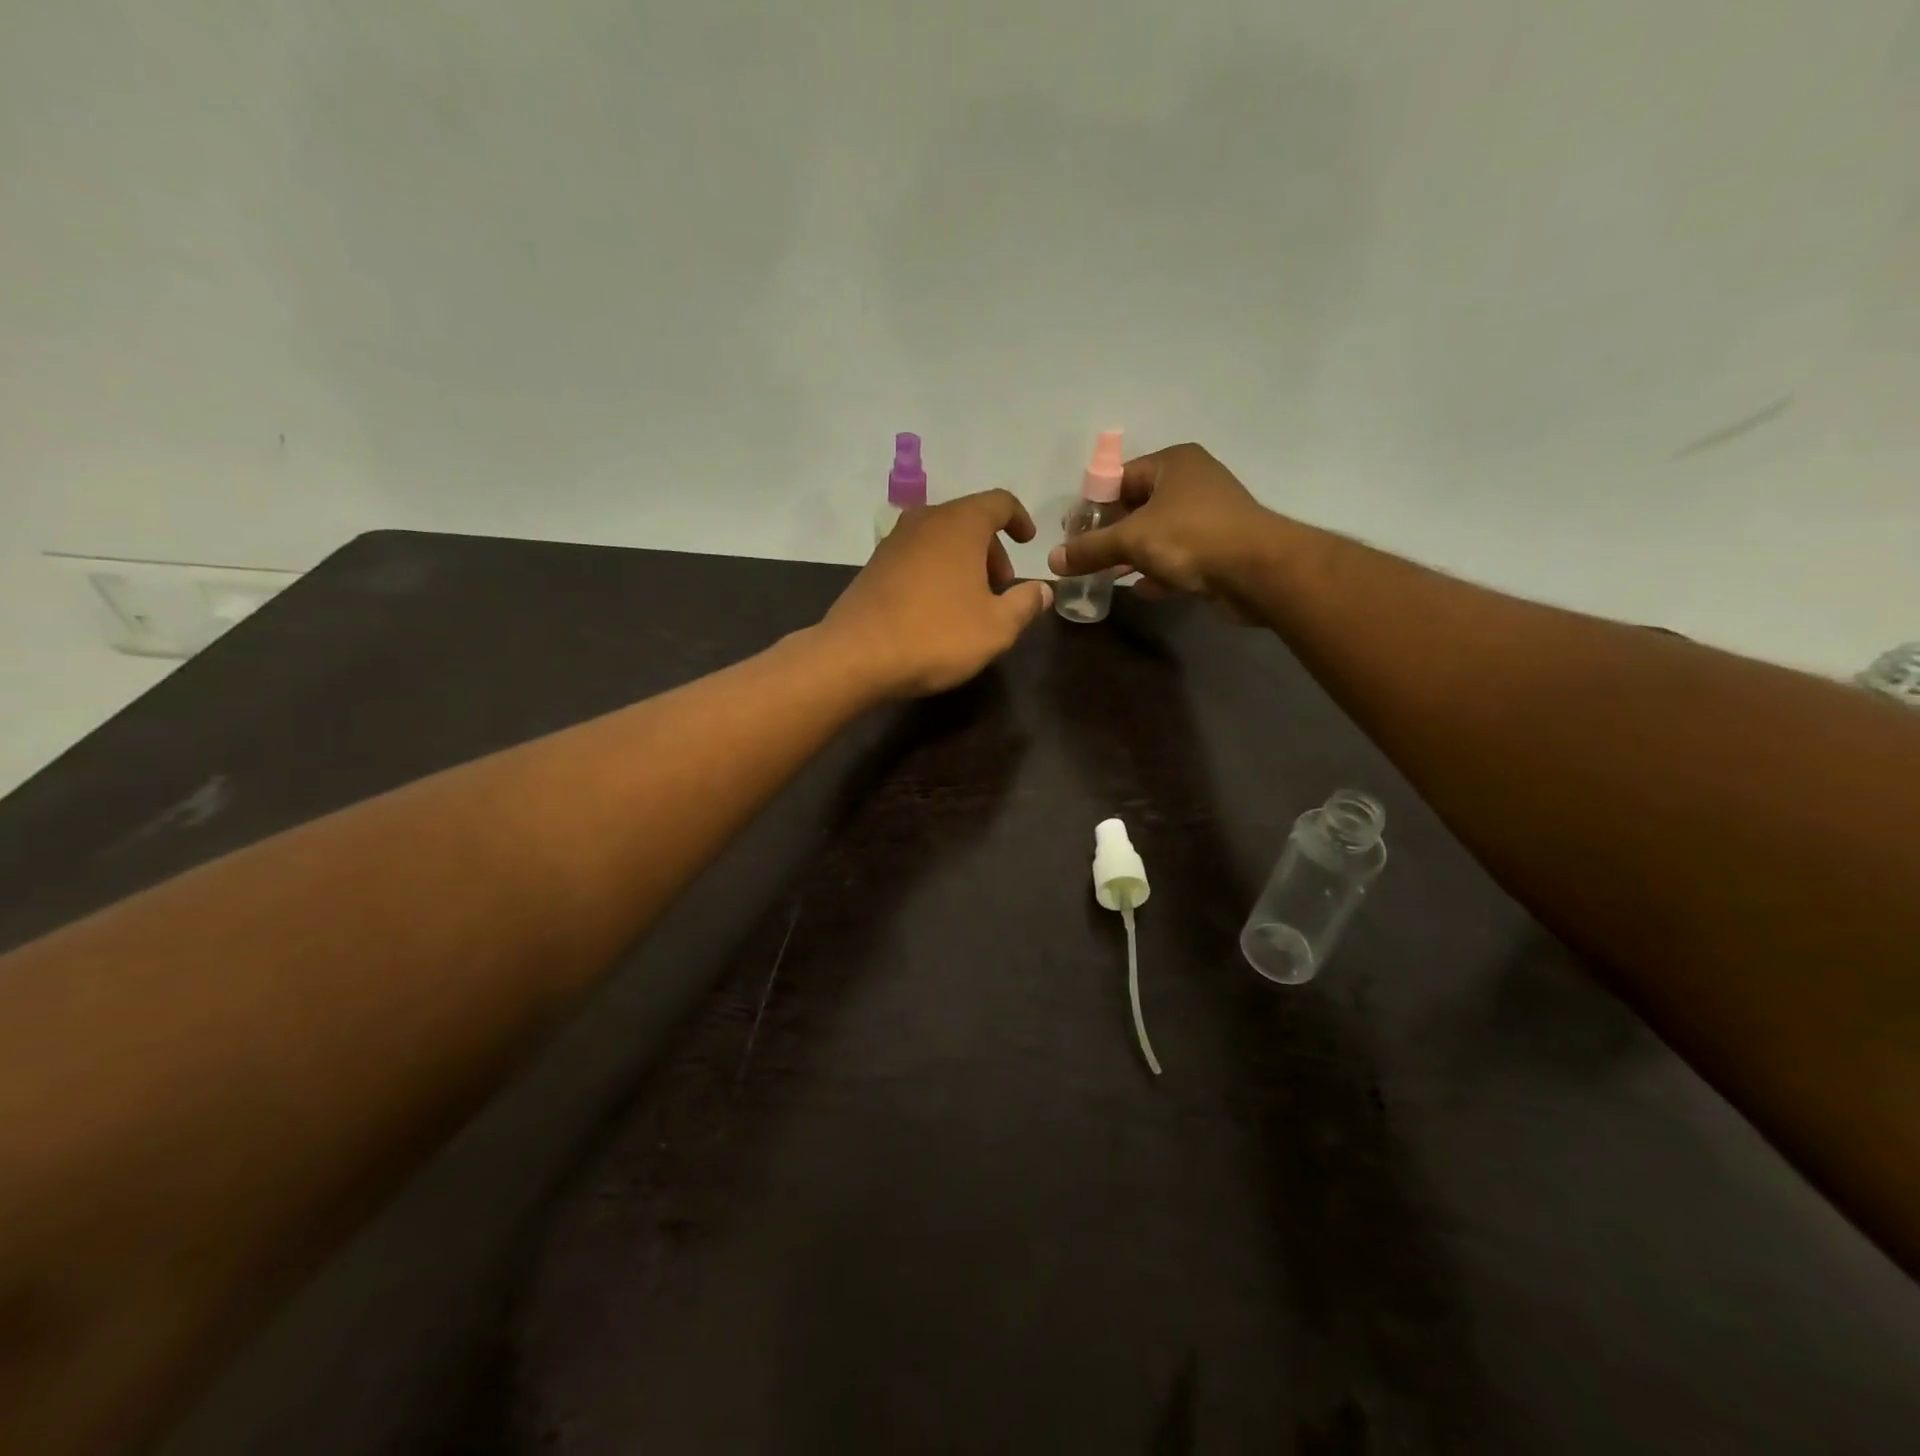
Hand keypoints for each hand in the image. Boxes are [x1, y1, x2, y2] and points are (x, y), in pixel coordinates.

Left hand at [822, 490, 1053, 698]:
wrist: (856, 656)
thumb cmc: (936, 635)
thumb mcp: (997, 627)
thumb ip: (1026, 604)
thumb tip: (1042, 591)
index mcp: (960, 524)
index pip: (999, 502)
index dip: (1019, 519)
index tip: (1029, 543)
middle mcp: (925, 521)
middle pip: (968, 520)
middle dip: (992, 549)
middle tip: (1002, 587)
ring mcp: (894, 542)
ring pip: (941, 539)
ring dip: (964, 562)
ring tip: (972, 602)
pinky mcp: (874, 566)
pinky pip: (917, 557)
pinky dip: (936, 571)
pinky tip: (937, 609)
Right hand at [1046, 443, 1275, 614]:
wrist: (1258, 571)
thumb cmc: (1191, 538)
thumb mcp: (1131, 540)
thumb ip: (1090, 549)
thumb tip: (1053, 560)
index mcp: (1172, 464)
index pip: (1119, 477)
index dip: (1093, 504)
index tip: (1072, 532)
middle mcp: (1191, 482)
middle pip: (1137, 506)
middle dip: (1111, 533)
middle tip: (1085, 556)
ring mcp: (1208, 516)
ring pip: (1158, 533)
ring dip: (1133, 554)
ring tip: (1105, 575)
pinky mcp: (1219, 548)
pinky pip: (1178, 557)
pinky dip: (1159, 571)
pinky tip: (1140, 589)